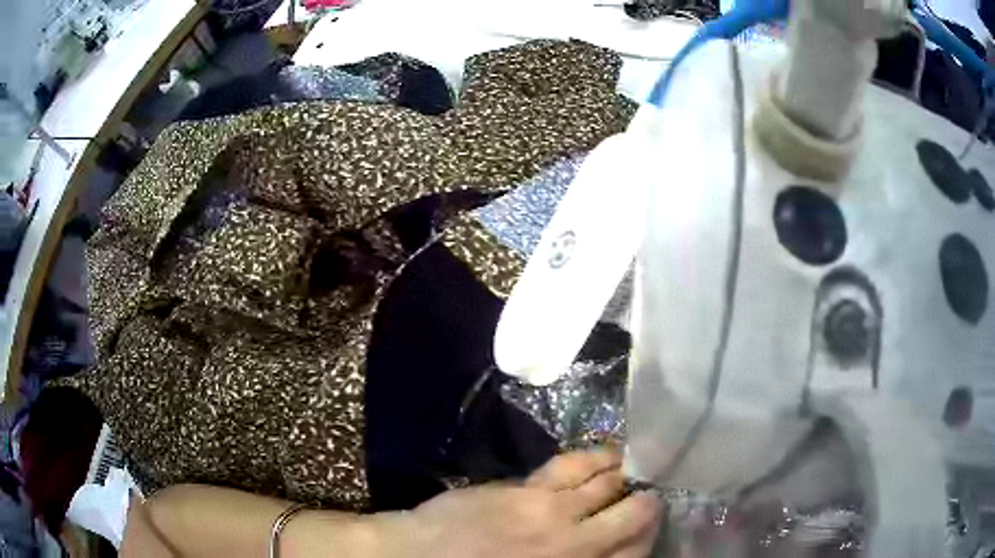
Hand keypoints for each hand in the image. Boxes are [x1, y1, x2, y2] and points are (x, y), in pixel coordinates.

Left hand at [376, 449, 661, 557]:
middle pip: (634, 514)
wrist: (418, 557)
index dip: (650, 533)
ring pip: (607, 482)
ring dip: (624, 472)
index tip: (650, 523)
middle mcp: (575, 543)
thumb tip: (605, 546)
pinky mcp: (526, 489)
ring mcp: (551, 512)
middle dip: (647, 502)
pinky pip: (570, 467)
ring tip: (630, 466)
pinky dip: (592, 458)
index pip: (638, 549)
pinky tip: (601, 454)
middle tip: (648, 494)